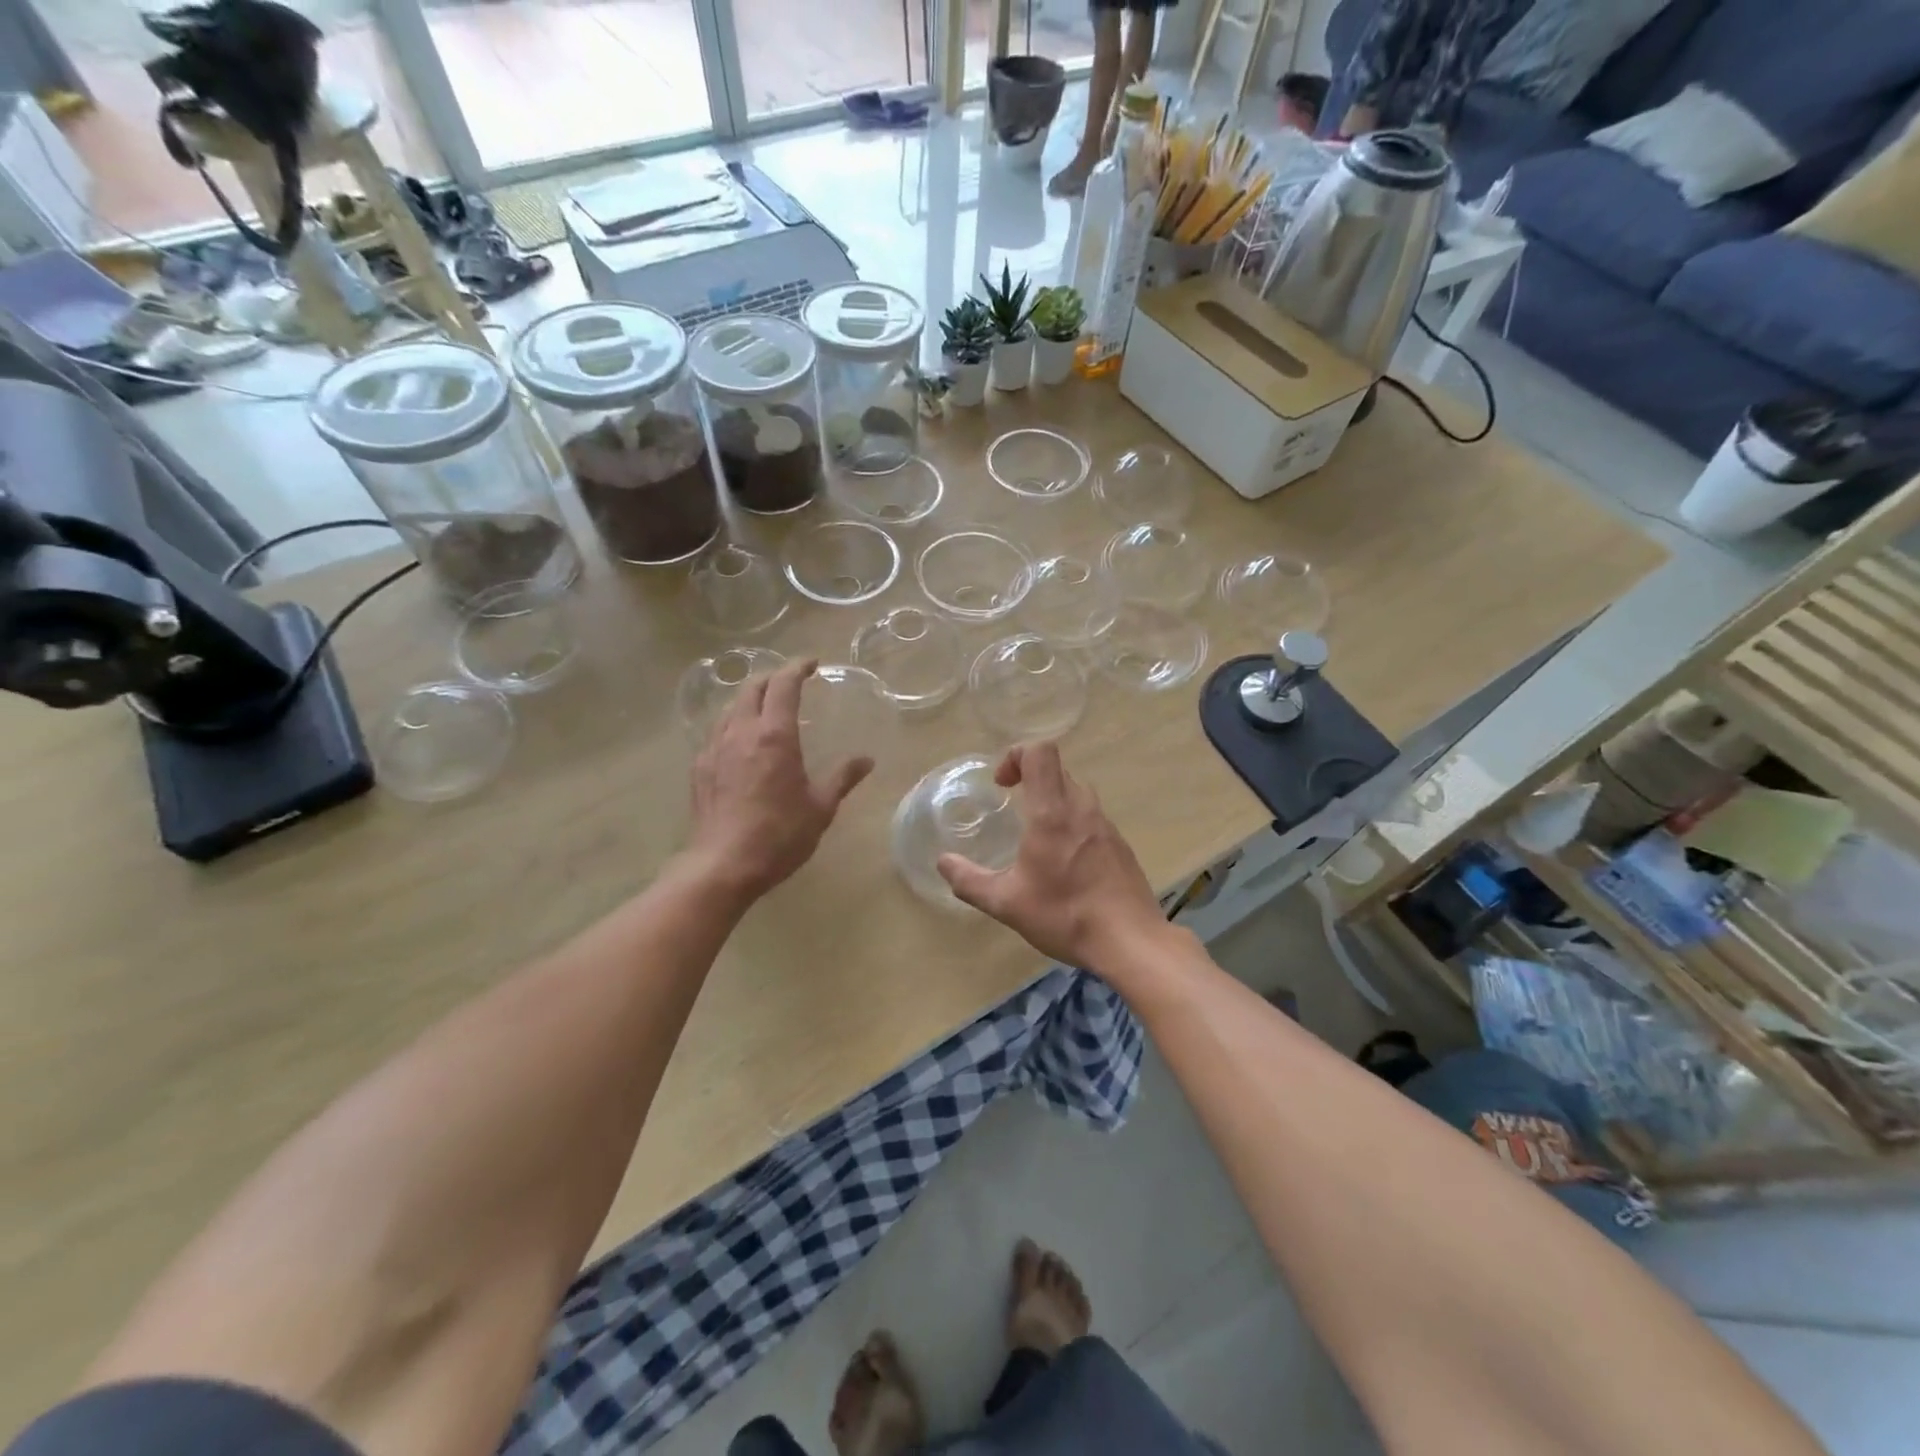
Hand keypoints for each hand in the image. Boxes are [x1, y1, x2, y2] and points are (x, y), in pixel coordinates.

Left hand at [687, 659, 872, 902]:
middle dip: (772, 678)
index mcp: (774, 736)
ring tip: (765, 708)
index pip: (783, 685)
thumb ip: (842, 778)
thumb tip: (866, 760)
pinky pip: (716, 732)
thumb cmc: (779, 835)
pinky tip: (740, 742)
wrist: (722, 866)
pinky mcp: (699, 768)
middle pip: (751, 688)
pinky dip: (733, 724)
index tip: (811, 663)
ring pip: (730, 708)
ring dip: (749, 699)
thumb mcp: (820, 808)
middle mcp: (741, 733)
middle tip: (790, 682)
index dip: (797, 668)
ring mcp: (714, 749)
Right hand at [936, 742, 1164, 970]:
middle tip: (1012, 806)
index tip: (1001, 785)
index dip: (1016, 755)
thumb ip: (969, 880)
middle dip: (1030, 778)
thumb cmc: (1065, 915)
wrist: (1131, 941)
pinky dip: (1071, 822)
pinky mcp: (1120, 844)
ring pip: (1076, 792)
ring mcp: (1106, 824)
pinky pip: (1091, 816)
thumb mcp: (1006, 903)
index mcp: (1052, 812)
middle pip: (1057, 769)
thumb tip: (943, 862)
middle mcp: (1082, 808)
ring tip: (1035, 835)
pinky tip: (1064, 862)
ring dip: (1051, 800)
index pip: (1040, 752)